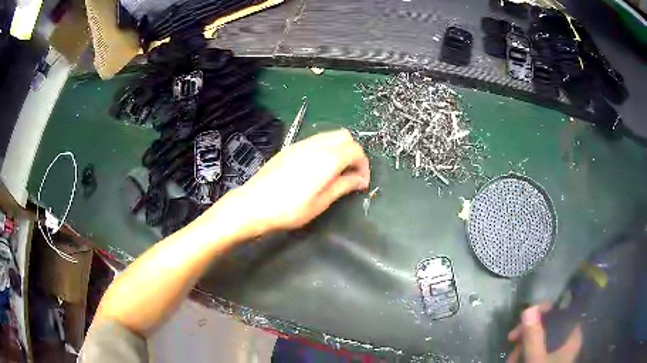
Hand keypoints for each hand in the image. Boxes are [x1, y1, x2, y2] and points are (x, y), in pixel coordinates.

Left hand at [224, 129, 369, 233]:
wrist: (253, 204)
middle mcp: (316, 144)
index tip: (362, 183)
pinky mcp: (290, 147)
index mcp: (328, 158)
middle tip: (351, 174)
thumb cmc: (289, 209)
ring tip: (336, 172)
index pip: (356, 150)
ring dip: (340, 149)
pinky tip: (319, 168)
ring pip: (330, 135)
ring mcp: (301, 143)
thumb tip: (360, 180)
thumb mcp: (321, 202)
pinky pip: (316, 139)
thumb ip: (343, 186)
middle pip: (345, 136)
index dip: (364, 166)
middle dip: (354, 153)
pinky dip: (326, 148)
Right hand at [507, 304, 582, 362]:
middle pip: (548, 326)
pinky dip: (524, 354)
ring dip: (522, 347)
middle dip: (527, 333)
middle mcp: (567, 341)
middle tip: (512, 340)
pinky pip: (536, 351)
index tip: (524, 317)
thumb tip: (529, 308)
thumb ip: (534, 336)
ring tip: (511, 358)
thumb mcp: (535, 360)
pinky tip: (514, 361)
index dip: (543, 310)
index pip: (561, 311)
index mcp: (571, 336)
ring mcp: (557, 352)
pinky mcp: (547, 359)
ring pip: (540, 340)